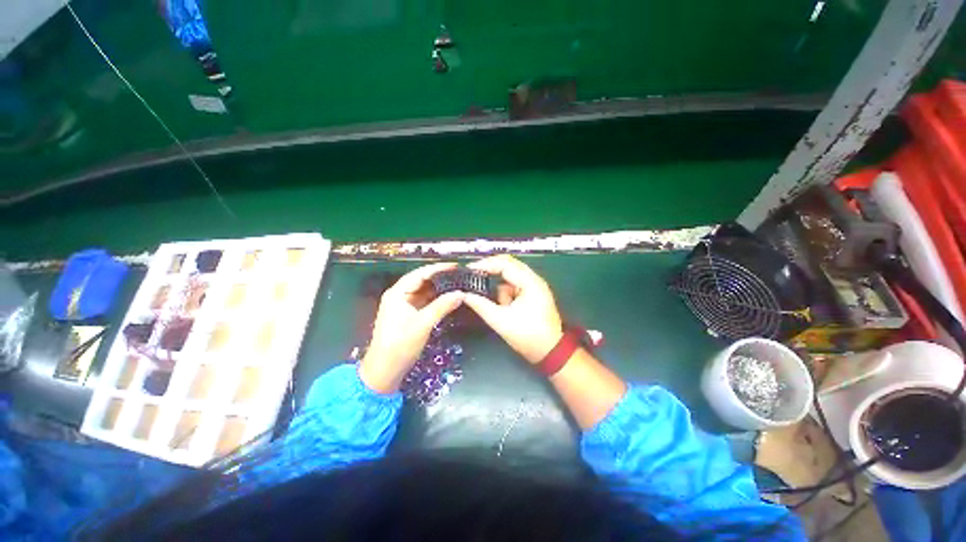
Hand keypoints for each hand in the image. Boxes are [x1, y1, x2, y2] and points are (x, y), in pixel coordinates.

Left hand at [359, 263, 465, 393]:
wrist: (384, 370)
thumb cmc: (400, 345)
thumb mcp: (423, 324)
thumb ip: (442, 306)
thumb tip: (461, 293)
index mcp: (398, 293)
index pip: (420, 273)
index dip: (438, 268)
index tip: (456, 266)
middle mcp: (400, 295)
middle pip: (422, 280)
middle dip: (440, 277)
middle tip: (460, 274)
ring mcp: (404, 305)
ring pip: (425, 291)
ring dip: (440, 288)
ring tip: (458, 283)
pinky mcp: (409, 314)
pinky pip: (425, 301)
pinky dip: (437, 299)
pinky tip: (449, 297)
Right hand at [463, 255, 562, 363]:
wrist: (550, 352)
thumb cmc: (528, 336)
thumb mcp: (500, 321)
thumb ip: (481, 305)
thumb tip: (465, 295)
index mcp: (530, 283)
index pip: (505, 264)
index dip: (486, 264)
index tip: (470, 269)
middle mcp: (534, 280)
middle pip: (508, 266)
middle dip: (491, 272)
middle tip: (474, 277)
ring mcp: (534, 286)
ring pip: (510, 277)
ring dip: (500, 288)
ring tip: (499, 306)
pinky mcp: (532, 294)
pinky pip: (514, 287)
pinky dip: (506, 294)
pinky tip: (505, 308)